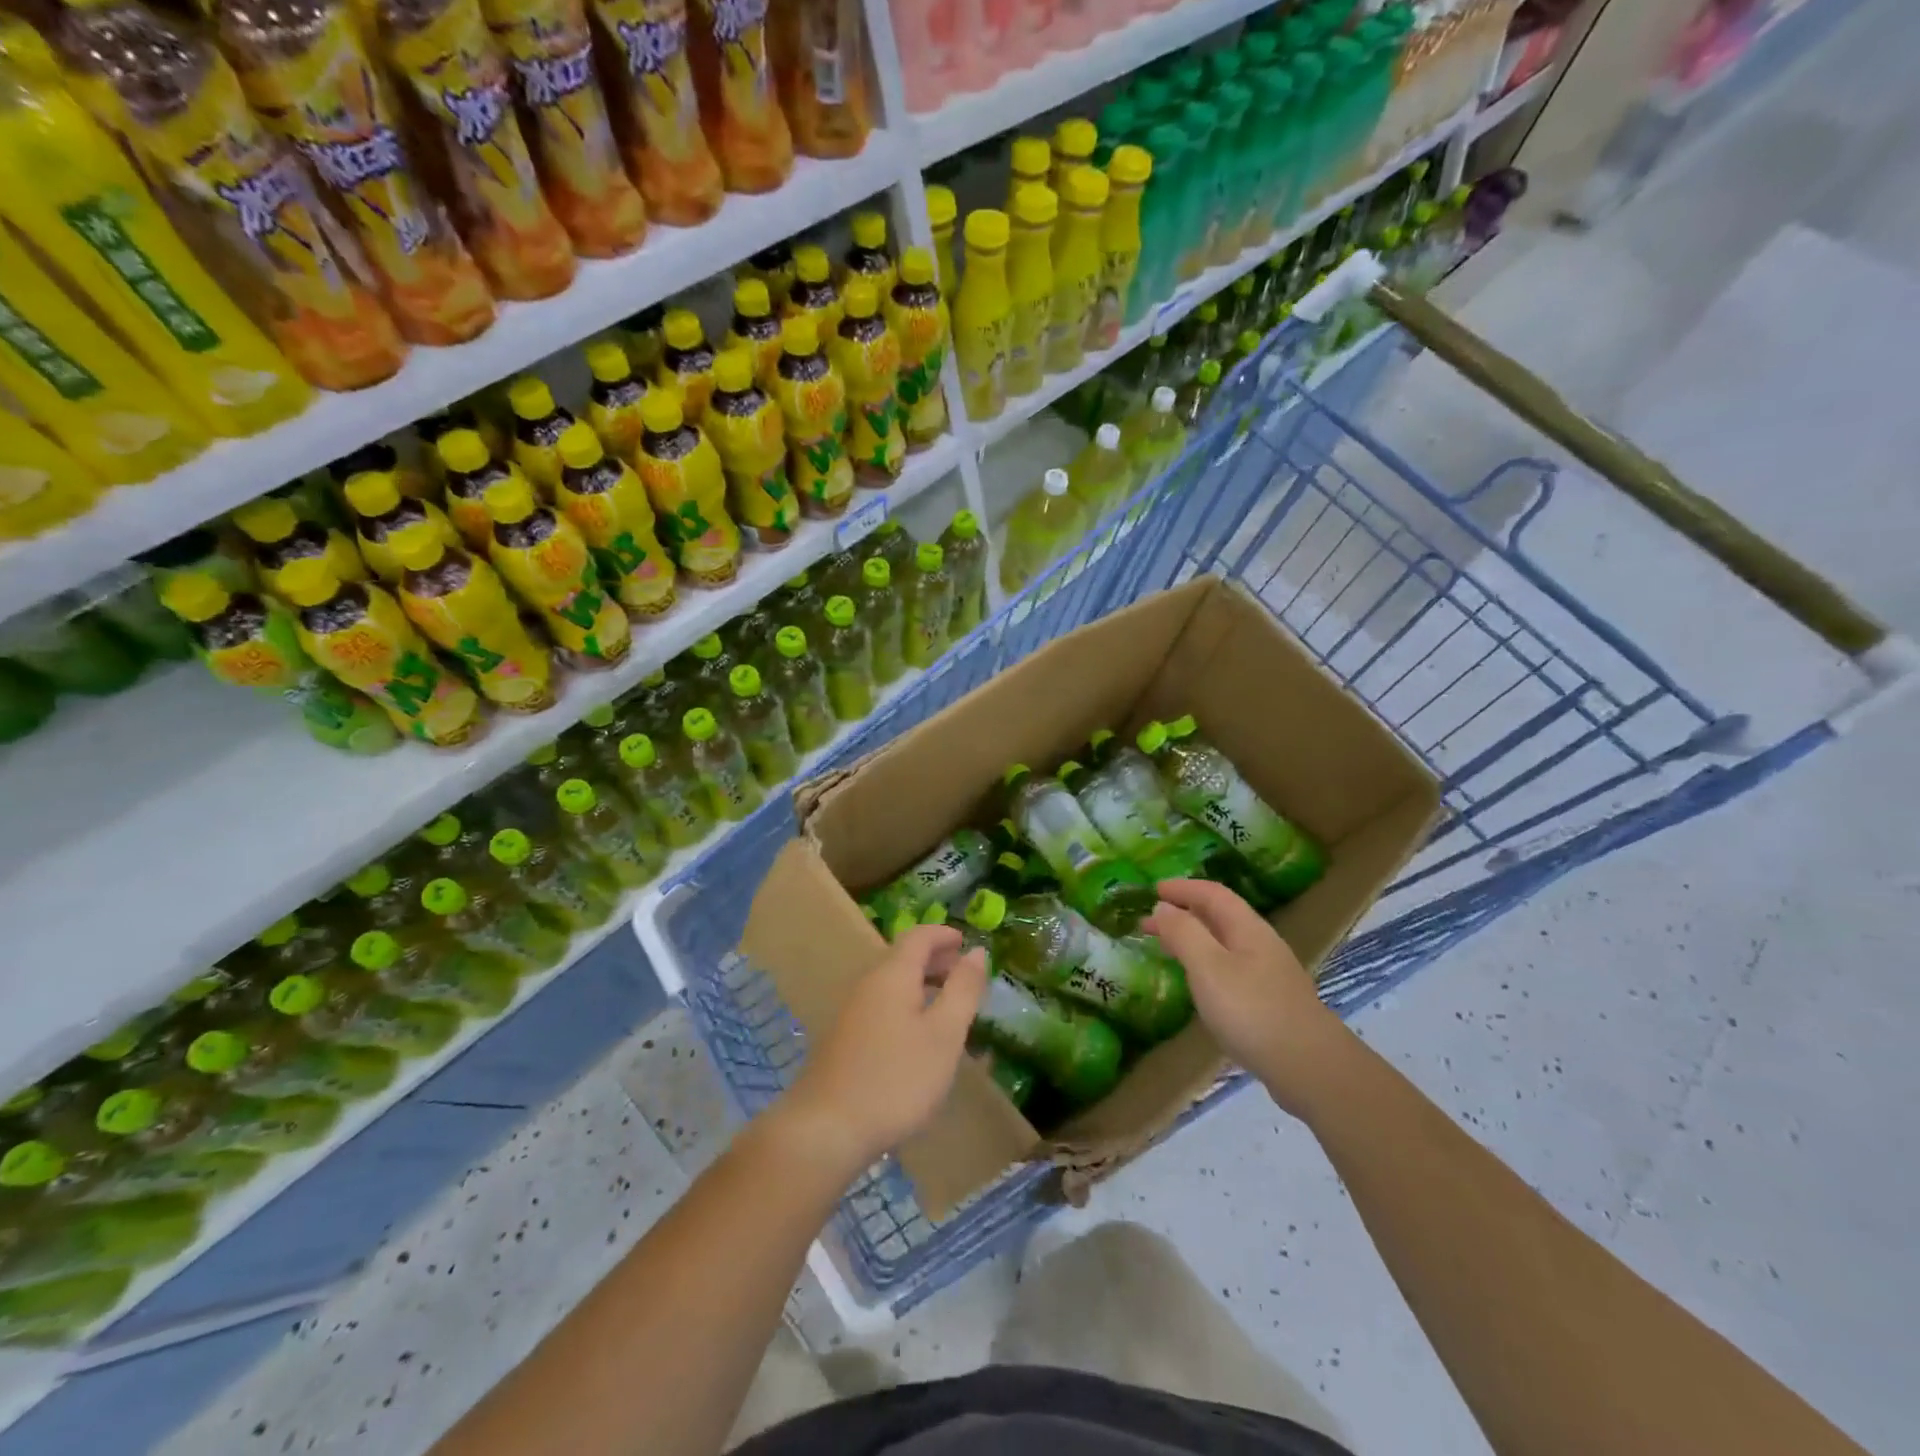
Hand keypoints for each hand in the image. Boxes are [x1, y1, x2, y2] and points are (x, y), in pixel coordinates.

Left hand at [779, 925, 988, 1171]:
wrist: (826, 1129)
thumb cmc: (895, 1078)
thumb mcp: (943, 1035)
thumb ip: (962, 990)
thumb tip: (976, 951)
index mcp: (892, 975)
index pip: (918, 937)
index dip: (943, 935)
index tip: (966, 942)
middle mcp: (868, 985)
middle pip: (903, 958)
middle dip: (935, 960)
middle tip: (964, 974)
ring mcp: (851, 1013)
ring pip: (892, 984)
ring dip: (922, 985)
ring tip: (948, 1006)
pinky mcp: (844, 1041)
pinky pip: (882, 1007)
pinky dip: (907, 1006)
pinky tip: (918, 1037)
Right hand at [1143, 879, 1348, 1116]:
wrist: (1311, 1068)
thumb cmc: (1253, 1011)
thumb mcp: (1208, 967)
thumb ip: (1183, 933)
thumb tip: (1162, 907)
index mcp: (1247, 929)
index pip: (1213, 894)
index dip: (1183, 888)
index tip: (1153, 889)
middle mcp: (1261, 944)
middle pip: (1220, 916)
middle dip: (1184, 913)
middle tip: (1149, 923)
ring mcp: (1270, 974)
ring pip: (1225, 943)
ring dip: (1194, 939)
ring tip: (1167, 949)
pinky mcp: (1271, 1002)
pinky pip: (1231, 968)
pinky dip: (1206, 963)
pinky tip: (1199, 984)